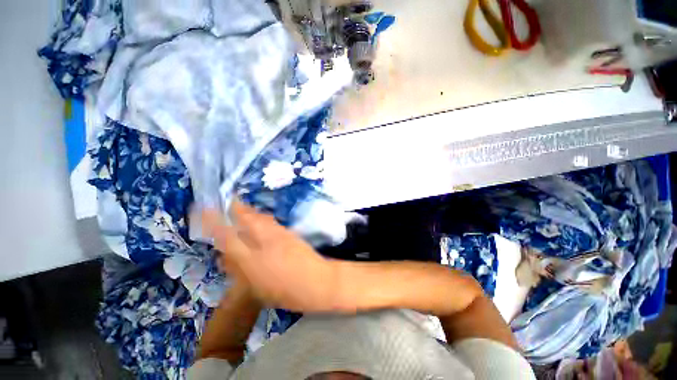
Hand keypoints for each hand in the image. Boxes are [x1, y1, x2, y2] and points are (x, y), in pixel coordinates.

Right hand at [202, 201, 340, 312]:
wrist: (317, 281)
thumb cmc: (286, 293)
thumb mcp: (258, 289)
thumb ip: (240, 272)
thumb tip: (226, 259)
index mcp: (251, 260)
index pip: (227, 237)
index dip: (214, 222)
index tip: (205, 209)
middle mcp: (264, 242)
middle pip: (247, 219)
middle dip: (236, 207)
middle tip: (229, 200)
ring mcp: (279, 234)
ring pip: (261, 217)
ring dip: (250, 211)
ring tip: (242, 207)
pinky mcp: (290, 233)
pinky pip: (272, 222)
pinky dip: (263, 218)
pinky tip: (262, 219)